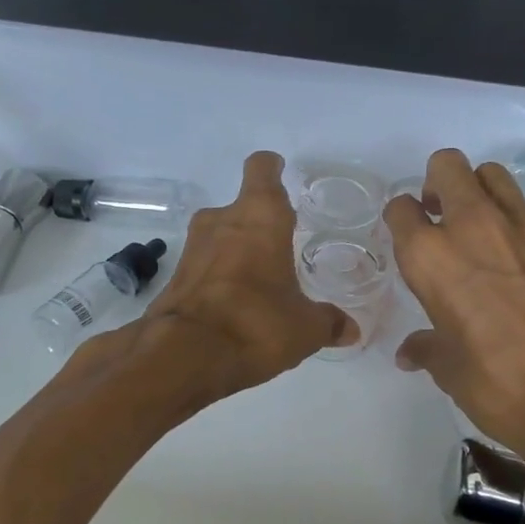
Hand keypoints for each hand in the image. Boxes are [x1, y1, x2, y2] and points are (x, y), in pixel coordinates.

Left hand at [140, 151, 354, 395]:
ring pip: (220, 237)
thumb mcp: (304, 328)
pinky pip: (204, 267)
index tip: (280, 171)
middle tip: (281, 245)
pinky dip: (218, 278)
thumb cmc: (255, 323)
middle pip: (241, 207)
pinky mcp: (174, 277)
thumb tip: (350, 330)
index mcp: (260, 217)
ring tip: (259, 281)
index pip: (262, 169)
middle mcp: (221, 221)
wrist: (183, 355)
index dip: (272, 168)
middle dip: (259, 224)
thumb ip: (328, 322)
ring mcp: (192, 248)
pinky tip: (234, 306)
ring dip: (236, 251)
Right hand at [385, 148, 524, 468]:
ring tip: (488, 233)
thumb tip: (411, 353)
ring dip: (483, 195)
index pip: (401, 209)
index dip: (403, 221)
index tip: (411, 238)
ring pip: (495, 177)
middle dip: (440, 184)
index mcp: (432, 257)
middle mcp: (475, 226)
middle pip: (448, 166)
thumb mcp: (451, 372)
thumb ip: (428, 349)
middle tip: (446, 218)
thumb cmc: (502, 385)